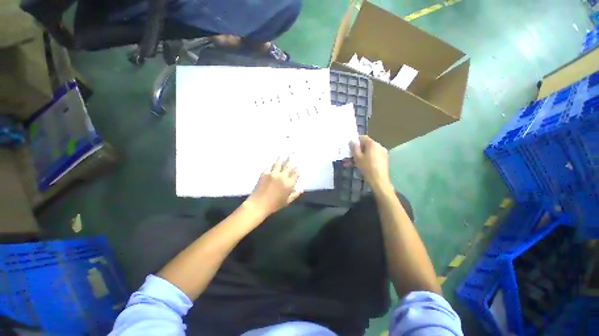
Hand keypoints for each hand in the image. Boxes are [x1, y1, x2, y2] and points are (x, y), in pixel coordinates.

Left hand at [245, 158, 302, 216]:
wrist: (258, 205)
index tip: (297, 167)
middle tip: (292, 154)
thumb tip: (301, 189)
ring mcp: (273, 174)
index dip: (297, 170)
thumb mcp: (287, 201)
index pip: (295, 173)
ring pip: (279, 163)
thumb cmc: (274, 205)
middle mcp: (282, 177)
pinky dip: (272, 164)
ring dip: (281, 158)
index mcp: (289, 184)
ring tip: (283, 154)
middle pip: (288, 166)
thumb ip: (295, 194)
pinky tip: (273, 162)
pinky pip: (270, 166)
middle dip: (290, 160)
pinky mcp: (265, 173)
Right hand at [350, 135, 391, 190]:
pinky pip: (371, 158)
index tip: (348, 145)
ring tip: (348, 164)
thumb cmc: (367, 167)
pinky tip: (356, 166)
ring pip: (367, 153)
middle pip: (365, 146)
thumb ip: (354, 148)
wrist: (379, 181)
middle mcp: (379, 147)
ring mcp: (381, 154)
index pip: (363, 137)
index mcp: (373, 144)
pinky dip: (364, 160)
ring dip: (358, 157)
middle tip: (347, 156)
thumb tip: (352, 141)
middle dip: (355, 151)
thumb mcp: (357, 157)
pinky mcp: (382, 161)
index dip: (355, 140)